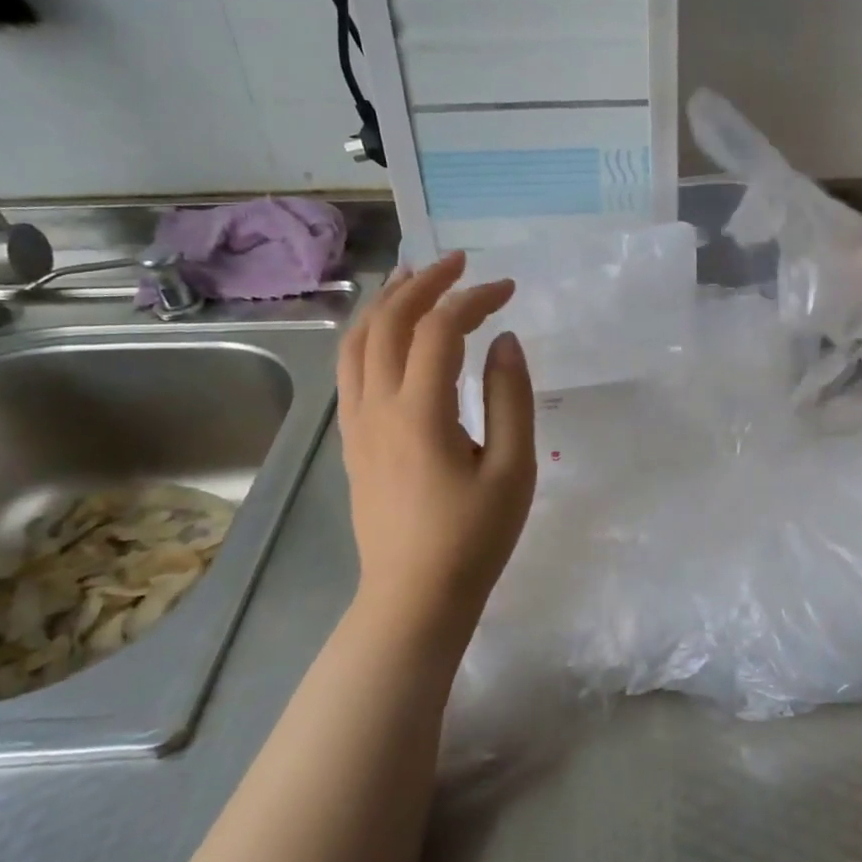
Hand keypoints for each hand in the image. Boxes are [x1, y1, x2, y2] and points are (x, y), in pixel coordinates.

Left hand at [337, 252, 536, 666]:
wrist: (414, 598)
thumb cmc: (473, 538)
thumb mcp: (512, 469)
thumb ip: (511, 398)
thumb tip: (504, 340)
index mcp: (420, 412)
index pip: (439, 329)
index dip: (473, 299)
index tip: (507, 289)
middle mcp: (377, 406)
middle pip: (388, 322)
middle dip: (424, 283)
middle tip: (459, 263)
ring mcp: (357, 423)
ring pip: (357, 341)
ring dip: (386, 301)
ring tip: (413, 278)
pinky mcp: (352, 440)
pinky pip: (349, 369)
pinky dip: (367, 334)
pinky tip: (386, 332)